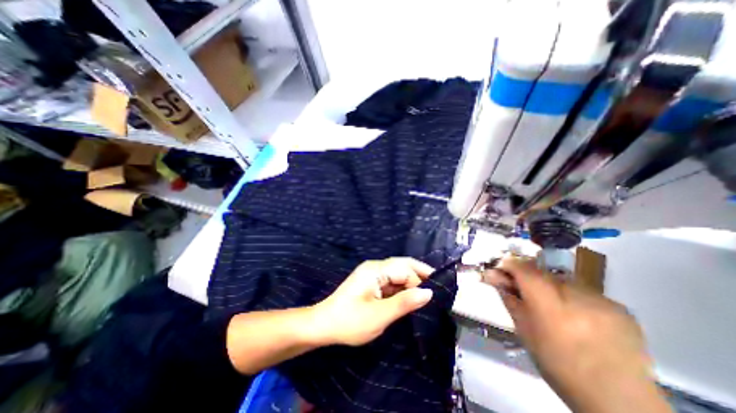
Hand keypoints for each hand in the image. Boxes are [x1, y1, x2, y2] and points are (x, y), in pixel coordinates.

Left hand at [312, 257, 435, 346]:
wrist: (323, 326)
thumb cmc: (350, 321)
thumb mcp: (379, 315)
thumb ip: (404, 303)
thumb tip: (429, 292)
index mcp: (375, 270)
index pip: (405, 268)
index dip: (420, 279)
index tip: (436, 294)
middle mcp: (375, 267)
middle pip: (402, 267)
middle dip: (419, 278)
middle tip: (435, 294)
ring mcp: (372, 275)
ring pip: (397, 275)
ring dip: (411, 285)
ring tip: (425, 299)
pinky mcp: (371, 284)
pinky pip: (391, 282)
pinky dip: (401, 290)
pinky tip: (409, 300)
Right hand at [484, 257, 670, 411]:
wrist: (618, 401)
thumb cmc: (557, 364)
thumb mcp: (524, 330)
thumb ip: (509, 298)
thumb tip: (492, 274)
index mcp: (550, 306)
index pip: (524, 269)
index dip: (509, 265)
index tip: (500, 271)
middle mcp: (577, 297)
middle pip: (542, 272)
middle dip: (529, 278)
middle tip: (524, 292)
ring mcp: (602, 301)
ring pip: (563, 280)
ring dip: (551, 287)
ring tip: (553, 309)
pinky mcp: (620, 307)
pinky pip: (585, 291)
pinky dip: (573, 297)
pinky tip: (577, 316)